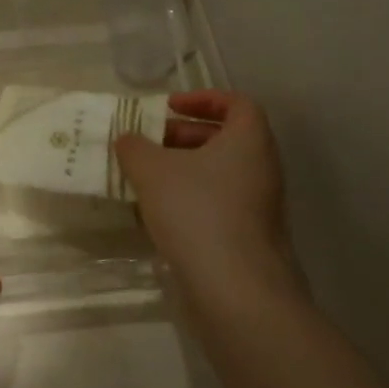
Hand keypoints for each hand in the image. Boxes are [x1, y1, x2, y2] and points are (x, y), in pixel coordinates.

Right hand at [114, 91, 301, 305]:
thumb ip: (135, 148)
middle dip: (184, 135)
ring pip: (219, 173)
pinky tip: (157, 213)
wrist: (235, 289)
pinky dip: (190, 198)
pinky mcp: (248, 236)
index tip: (168, 107)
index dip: (203, 99)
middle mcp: (261, 169)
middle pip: (225, 138)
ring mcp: (258, 206)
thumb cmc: (197, 212)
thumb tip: (127, 139)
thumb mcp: (152, 171)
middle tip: (149, 143)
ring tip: (145, 178)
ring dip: (183, 169)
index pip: (237, 104)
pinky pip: (218, 203)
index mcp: (249, 141)